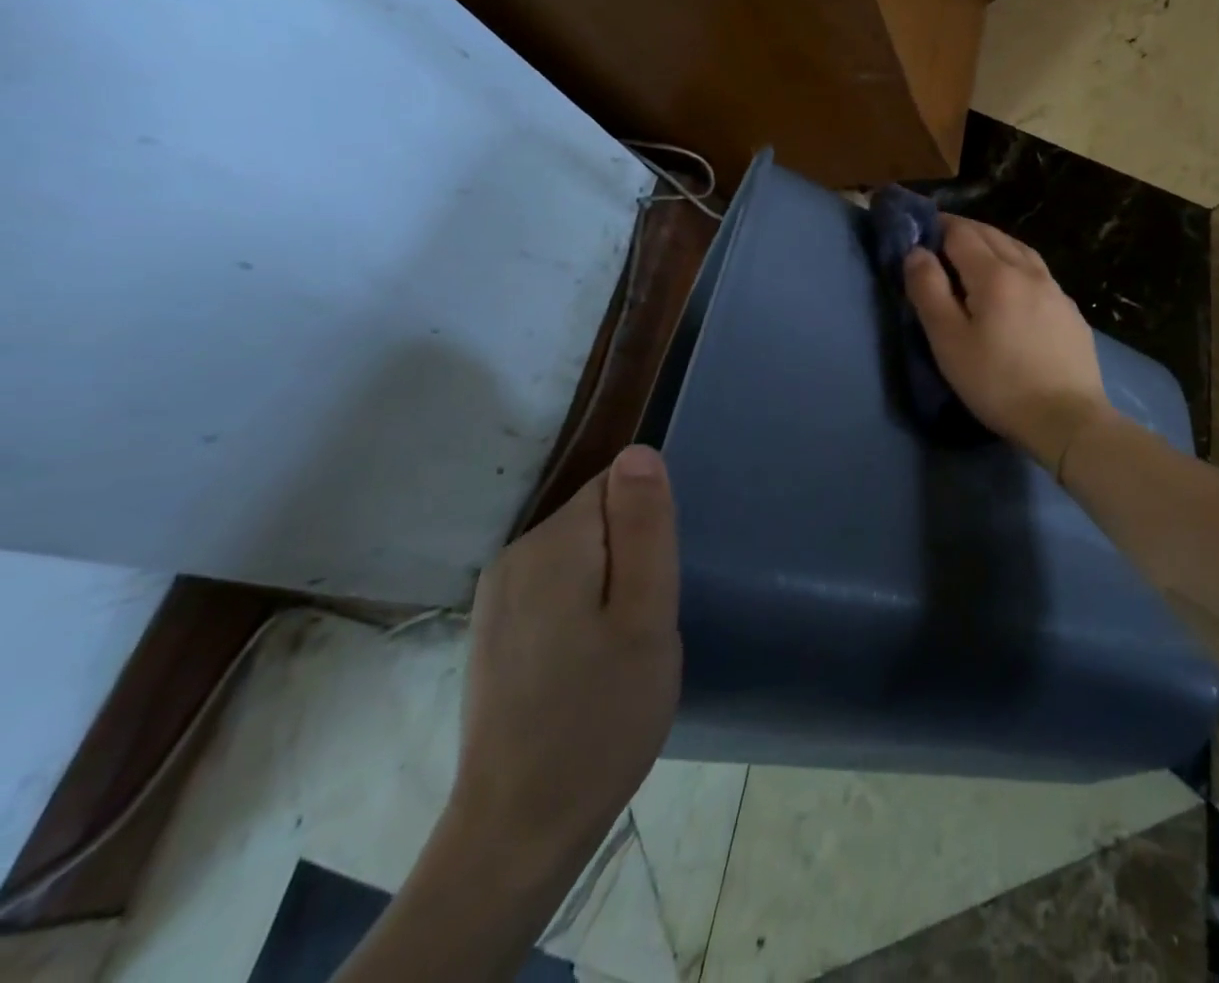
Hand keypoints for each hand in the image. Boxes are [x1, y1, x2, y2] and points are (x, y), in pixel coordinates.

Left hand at [450, 446, 681, 872]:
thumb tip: (639, 451)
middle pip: (597, 517)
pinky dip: (586, 607)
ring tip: (624, 644)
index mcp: (552, 544)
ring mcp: (497, 597)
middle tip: (648, 620)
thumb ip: (645, 528)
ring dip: (612, 582)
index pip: (616, 486)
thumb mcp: (646, 615)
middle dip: (633, 553)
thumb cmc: (600, 716)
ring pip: (581, 553)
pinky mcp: (495, 631)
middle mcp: (514, 556)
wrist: (517, 830)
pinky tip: (592, 661)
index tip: (659, 578)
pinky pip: (557, 586)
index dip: (650, 524)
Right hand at [903, 215, 1117, 473]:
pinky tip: (1014, 286)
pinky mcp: (1070, 312)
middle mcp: (1028, 270)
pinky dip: (1017, 265)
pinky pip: (1038, 273)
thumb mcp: (949, 341)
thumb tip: (916, 252)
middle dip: (964, 231)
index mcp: (995, 274)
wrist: (1066, 418)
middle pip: (992, 235)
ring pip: (1019, 250)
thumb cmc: (998, 382)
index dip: (937, 226)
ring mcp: (1055, 290)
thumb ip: (929, 291)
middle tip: (940, 242)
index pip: (962, 233)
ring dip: (993, 244)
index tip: (919, 233)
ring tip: (975, 257)